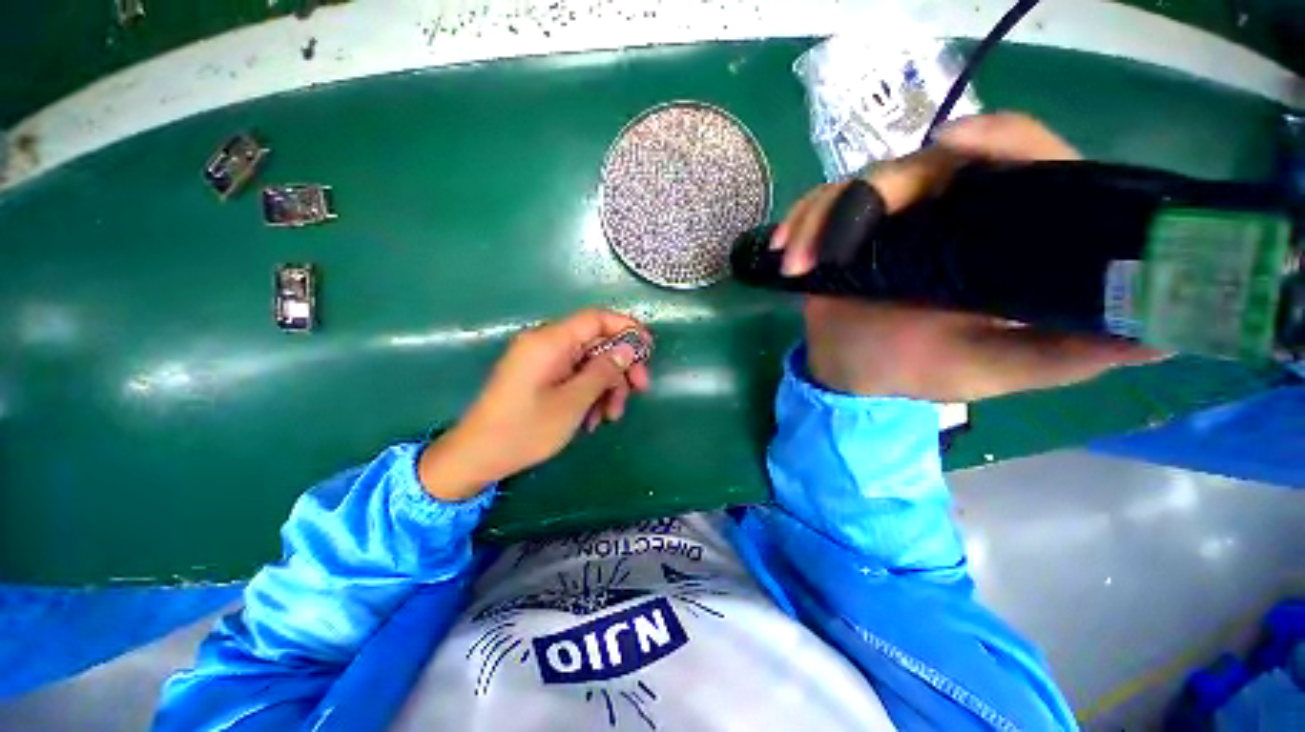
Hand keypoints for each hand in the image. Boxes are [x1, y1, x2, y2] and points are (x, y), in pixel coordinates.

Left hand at [418, 309, 651, 499]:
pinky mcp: (540, 376)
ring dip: (606, 387)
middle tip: (638, 391)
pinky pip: (574, 376)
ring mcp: (543, 361)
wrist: (477, 456)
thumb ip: (604, 370)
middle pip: (596, 342)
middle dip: (620, 367)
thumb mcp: (574, 401)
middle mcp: (547, 343)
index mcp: (551, 341)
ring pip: (589, 363)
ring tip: (609, 417)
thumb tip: (628, 349)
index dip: (627, 329)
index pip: (597, 318)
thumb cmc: (526, 429)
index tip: (647, 352)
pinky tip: (591, 420)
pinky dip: (588, 394)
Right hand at [771, 113, 1162, 400]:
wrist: (854, 373)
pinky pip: (820, 208)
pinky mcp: (846, 229)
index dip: (1001, 140)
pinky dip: (799, 224)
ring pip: (863, 183)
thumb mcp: (1001, 368)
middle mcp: (950, 211)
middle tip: (847, 234)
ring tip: (800, 263)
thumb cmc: (921, 370)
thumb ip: (1071, 353)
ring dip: (824, 217)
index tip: (959, 144)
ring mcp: (892, 217)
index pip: (1023, 161)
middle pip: (927, 162)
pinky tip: (784, 251)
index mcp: (1001, 233)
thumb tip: (1165, 334)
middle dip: (882, 189)